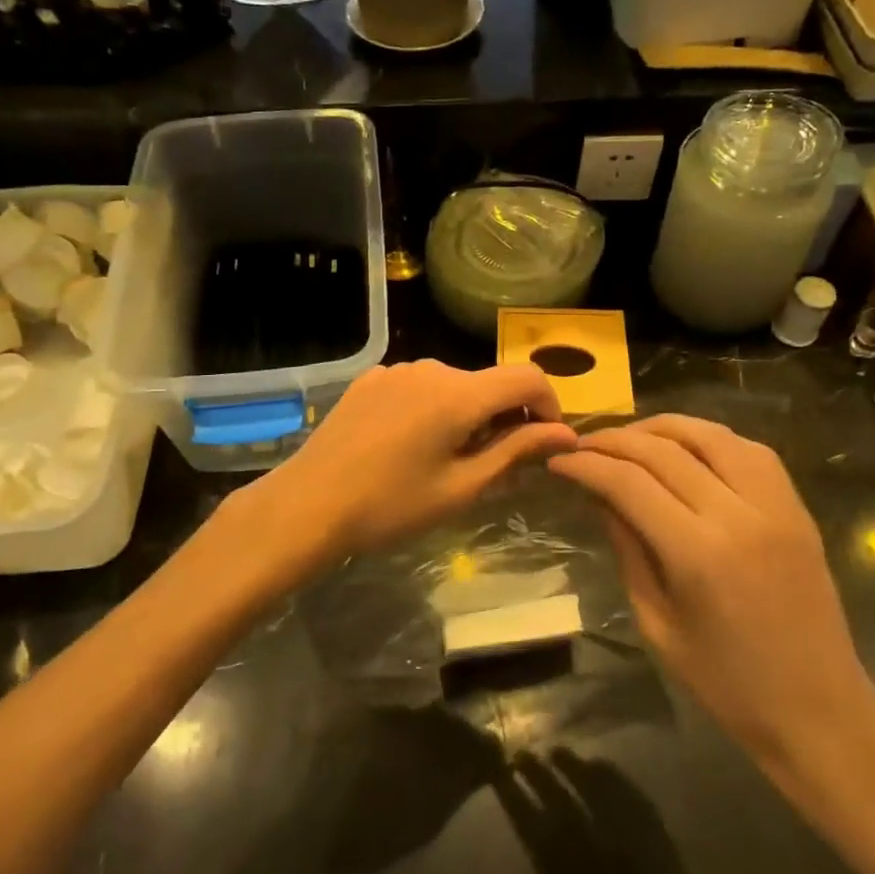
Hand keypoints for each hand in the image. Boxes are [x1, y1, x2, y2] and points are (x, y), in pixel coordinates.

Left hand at [251, 361, 577, 559]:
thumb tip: (565, 434)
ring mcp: (395, 369)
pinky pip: (418, 386)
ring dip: (466, 413)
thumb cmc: (391, 505)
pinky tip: (408, 445)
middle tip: (491, 466)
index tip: (543, 443)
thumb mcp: (462, 487)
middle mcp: (431, 368)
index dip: (549, 406)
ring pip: (453, 384)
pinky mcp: (370, 379)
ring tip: (445, 459)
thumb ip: (516, 451)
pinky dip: (431, 408)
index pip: (528, 377)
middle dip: (504, 416)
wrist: (308, 504)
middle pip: (488, 382)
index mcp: (459, 393)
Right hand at [547, 415, 874, 785]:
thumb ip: (629, 549)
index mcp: (698, 553)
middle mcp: (739, 514)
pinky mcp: (797, 506)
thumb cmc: (727, 683)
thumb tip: (601, 497)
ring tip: (628, 437)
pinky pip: (749, 449)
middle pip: (664, 450)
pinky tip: (685, 447)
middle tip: (582, 445)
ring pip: (710, 435)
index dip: (587, 465)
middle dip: (614, 441)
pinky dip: (708, 438)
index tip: (558, 461)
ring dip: (661, 427)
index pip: (629, 483)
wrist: (820, 710)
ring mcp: (775, 505)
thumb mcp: (657, 623)